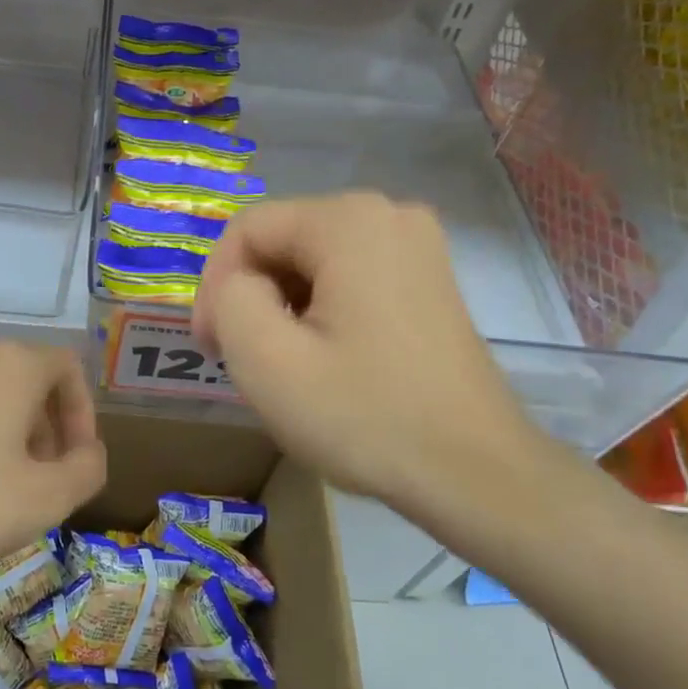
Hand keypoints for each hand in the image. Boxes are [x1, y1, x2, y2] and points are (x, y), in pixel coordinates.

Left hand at [0, 343, 106, 570]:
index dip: (84, 414)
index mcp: (14, 365)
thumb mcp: (45, 499)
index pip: (69, 368)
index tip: (76, 461)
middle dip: (49, 429)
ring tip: (3, 486)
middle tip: (44, 479)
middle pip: (30, 381)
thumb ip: (87, 471)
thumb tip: (89, 453)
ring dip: (12, 434)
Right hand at [193, 193, 559, 537]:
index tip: (211, 348)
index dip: (214, 285)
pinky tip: (325, 360)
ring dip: (283, 308)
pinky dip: (321, 312)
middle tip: (243, 360)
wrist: (475, 473)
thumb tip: (242, 287)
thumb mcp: (265, 359)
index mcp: (349, 220)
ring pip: (312, 263)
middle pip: (282, 241)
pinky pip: (349, 278)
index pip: (247, 230)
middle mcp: (389, 214)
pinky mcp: (430, 281)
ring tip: (284, 366)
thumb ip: (228, 298)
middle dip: (251, 297)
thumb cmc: (364, 415)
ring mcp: (418, 247)